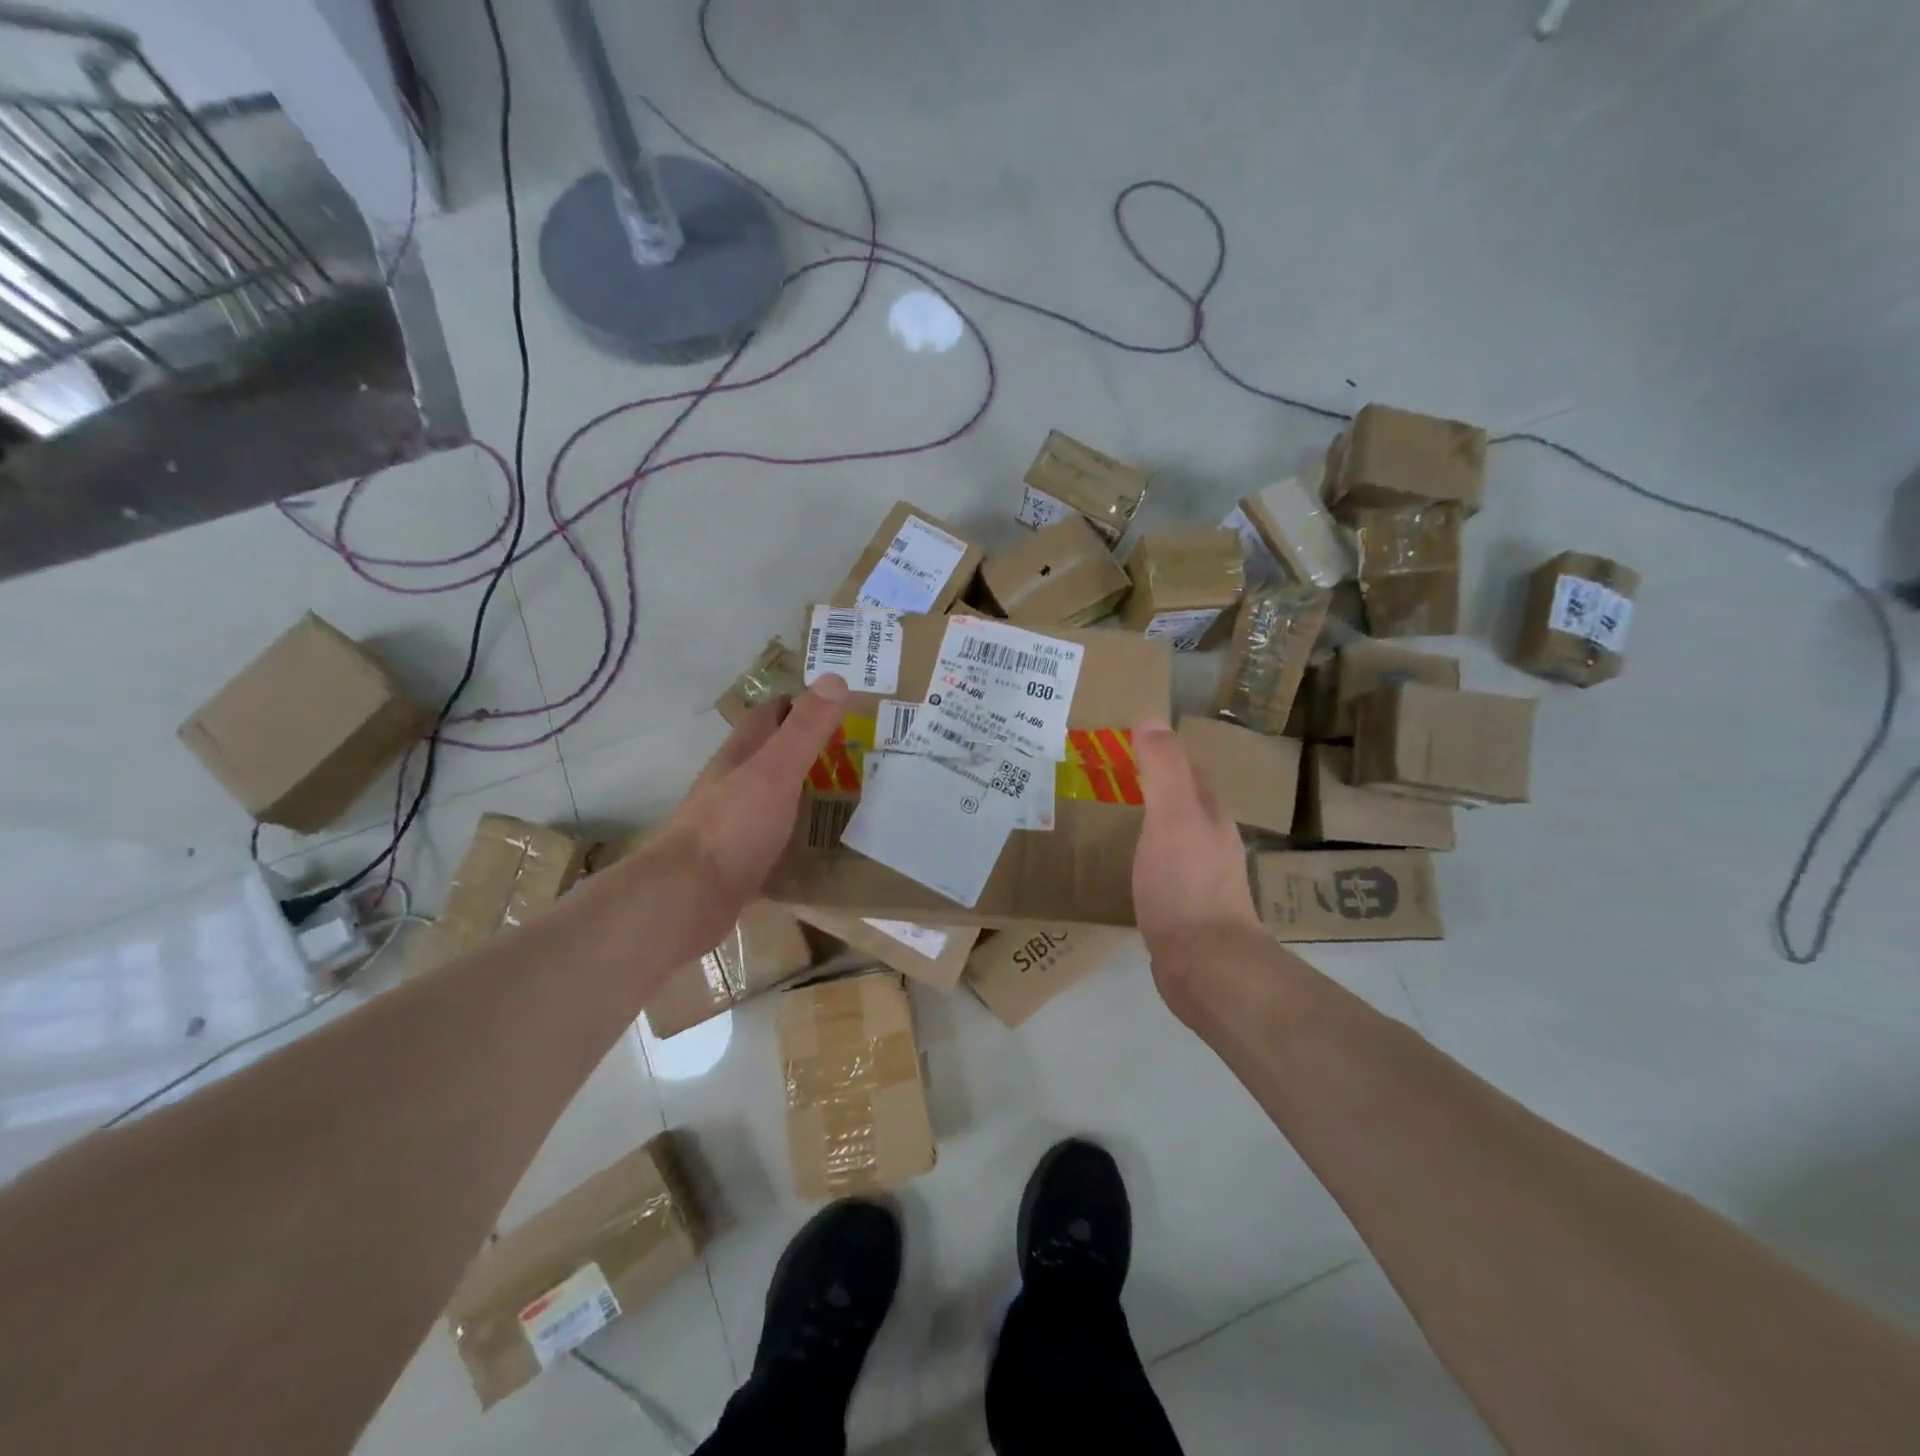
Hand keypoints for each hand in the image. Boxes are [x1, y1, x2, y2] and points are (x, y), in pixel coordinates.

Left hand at [645, 676, 848, 957]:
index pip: (769, 715)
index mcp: (740, 756)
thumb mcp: (775, 771)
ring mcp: (732, 825)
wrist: (687, 898)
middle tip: (855, 752)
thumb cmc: (733, 826)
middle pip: (770, 756)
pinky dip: (796, 837)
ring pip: (772, 798)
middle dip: (806, 749)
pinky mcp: (738, 863)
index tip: (837, 705)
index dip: (799, 704)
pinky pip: (774, 840)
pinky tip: (821, 846)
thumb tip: (834, 678)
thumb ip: (804, 730)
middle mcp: (732, 784)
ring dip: (802, 793)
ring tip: (847, 797)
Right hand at [1132, 723, 1263, 1002]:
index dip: (1161, 753)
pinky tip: (1124, 867)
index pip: (1188, 771)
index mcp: (1209, 815)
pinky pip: (1161, 869)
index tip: (1123, 744)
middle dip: (1152, 786)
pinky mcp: (1184, 910)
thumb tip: (1151, 720)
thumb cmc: (1186, 884)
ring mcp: (1200, 878)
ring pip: (1172, 836)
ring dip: (1148, 822)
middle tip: (1107, 778)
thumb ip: (1164, 769)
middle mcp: (1211, 842)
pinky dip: (1143, 857)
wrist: (1205, 964)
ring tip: (1109, 817)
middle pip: (1182, 803)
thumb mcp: (1173, 816)